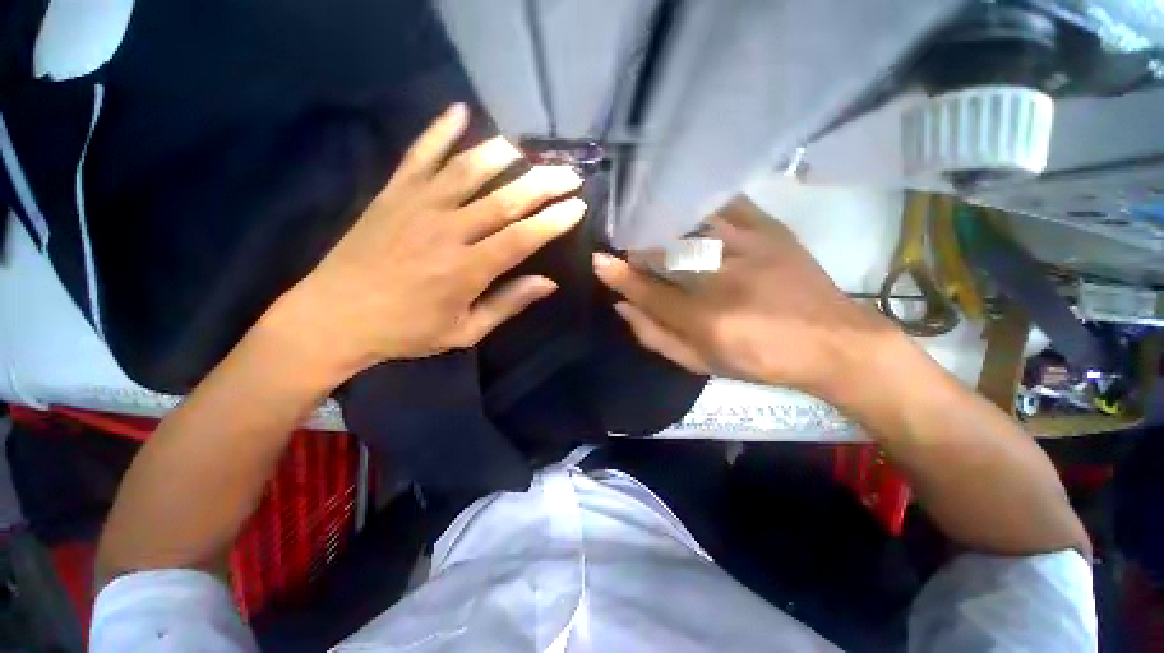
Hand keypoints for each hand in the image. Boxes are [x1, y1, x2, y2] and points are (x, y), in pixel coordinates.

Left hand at [265, 104, 585, 384]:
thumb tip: (548, 283)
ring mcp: (417, 206)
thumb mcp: (465, 332)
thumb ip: (507, 304)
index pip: (522, 237)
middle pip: (505, 199)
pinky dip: (439, 131)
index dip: (553, 221)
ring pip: (467, 170)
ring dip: (502, 155)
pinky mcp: (392, 194)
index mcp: (468, 269)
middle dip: (543, 184)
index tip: (577, 206)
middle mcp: (447, 231)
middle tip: (569, 173)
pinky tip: (459, 111)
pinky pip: (418, 155)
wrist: (334, 318)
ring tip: (529, 149)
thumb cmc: (407, 331)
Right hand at [593, 196, 908, 402]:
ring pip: (688, 226)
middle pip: (663, 254)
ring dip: (661, 224)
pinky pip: (726, 205)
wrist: (833, 342)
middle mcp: (722, 281)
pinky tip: (687, 206)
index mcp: (705, 320)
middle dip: (637, 248)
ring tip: (648, 224)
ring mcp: (748, 249)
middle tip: (626, 246)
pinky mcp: (771, 230)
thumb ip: (656, 337)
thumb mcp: (702, 363)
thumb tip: (623, 307)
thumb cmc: (761, 360)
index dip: (617, 274)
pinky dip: (700, 203)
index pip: (646, 291)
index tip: (598, 260)